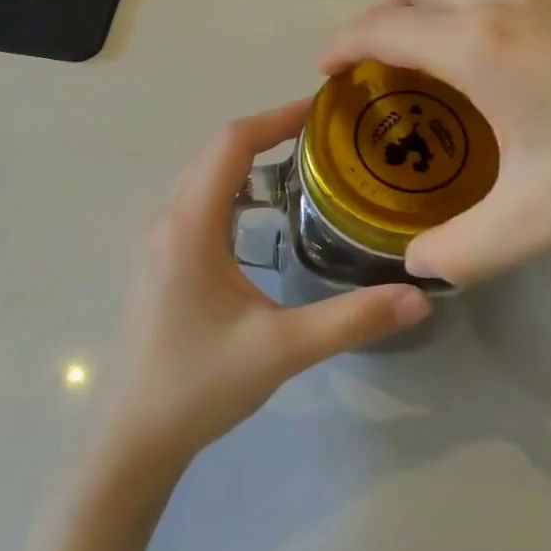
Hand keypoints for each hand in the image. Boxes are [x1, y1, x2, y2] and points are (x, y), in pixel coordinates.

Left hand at [100, 101, 431, 467]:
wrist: (132, 439)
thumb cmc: (200, 385)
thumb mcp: (282, 350)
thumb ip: (351, 320)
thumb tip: (418, 296)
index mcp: (190, 225)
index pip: (232, 143)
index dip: (277, 118)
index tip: (322, 110)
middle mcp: (167, 220)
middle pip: (215, 151)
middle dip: (267, 133)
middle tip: (324, 137)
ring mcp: (157, 240)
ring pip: (202, 175)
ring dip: (246, 160)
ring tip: (300, 166)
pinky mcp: (158, 261)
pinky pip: (196, 201)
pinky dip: (231, 187)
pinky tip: (262, 217)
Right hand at [321, 0, 550, 283]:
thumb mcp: (540, 219)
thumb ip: (464, 250)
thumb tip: (418, 267)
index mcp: (480, 44)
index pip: (382, 27)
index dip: (343, 45)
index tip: (326, 70)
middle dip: (381, 13)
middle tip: (381, 65)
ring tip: (434, 50)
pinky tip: (504, 47)